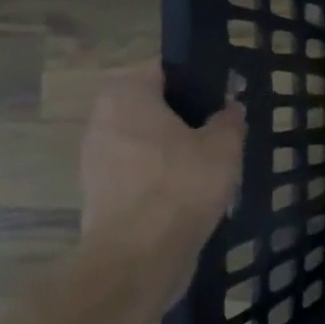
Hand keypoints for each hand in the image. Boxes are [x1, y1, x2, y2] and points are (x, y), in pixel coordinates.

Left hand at [80, 64, 243, 247]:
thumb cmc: (182, 184)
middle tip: (220, 134)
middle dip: (184, 118)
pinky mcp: (99, 193)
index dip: (196, 81)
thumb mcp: (224, 145)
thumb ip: (229, 120)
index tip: (222, 98)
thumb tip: (229, 108)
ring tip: (210, 168)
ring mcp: (95, 158)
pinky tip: (190, 195)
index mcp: (127, 96)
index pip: (162, 70)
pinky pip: (138, 172)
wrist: (140, 254)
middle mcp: (102, 120)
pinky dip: (162, 178)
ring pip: (144, 141)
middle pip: (150, 106)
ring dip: (173, 150)